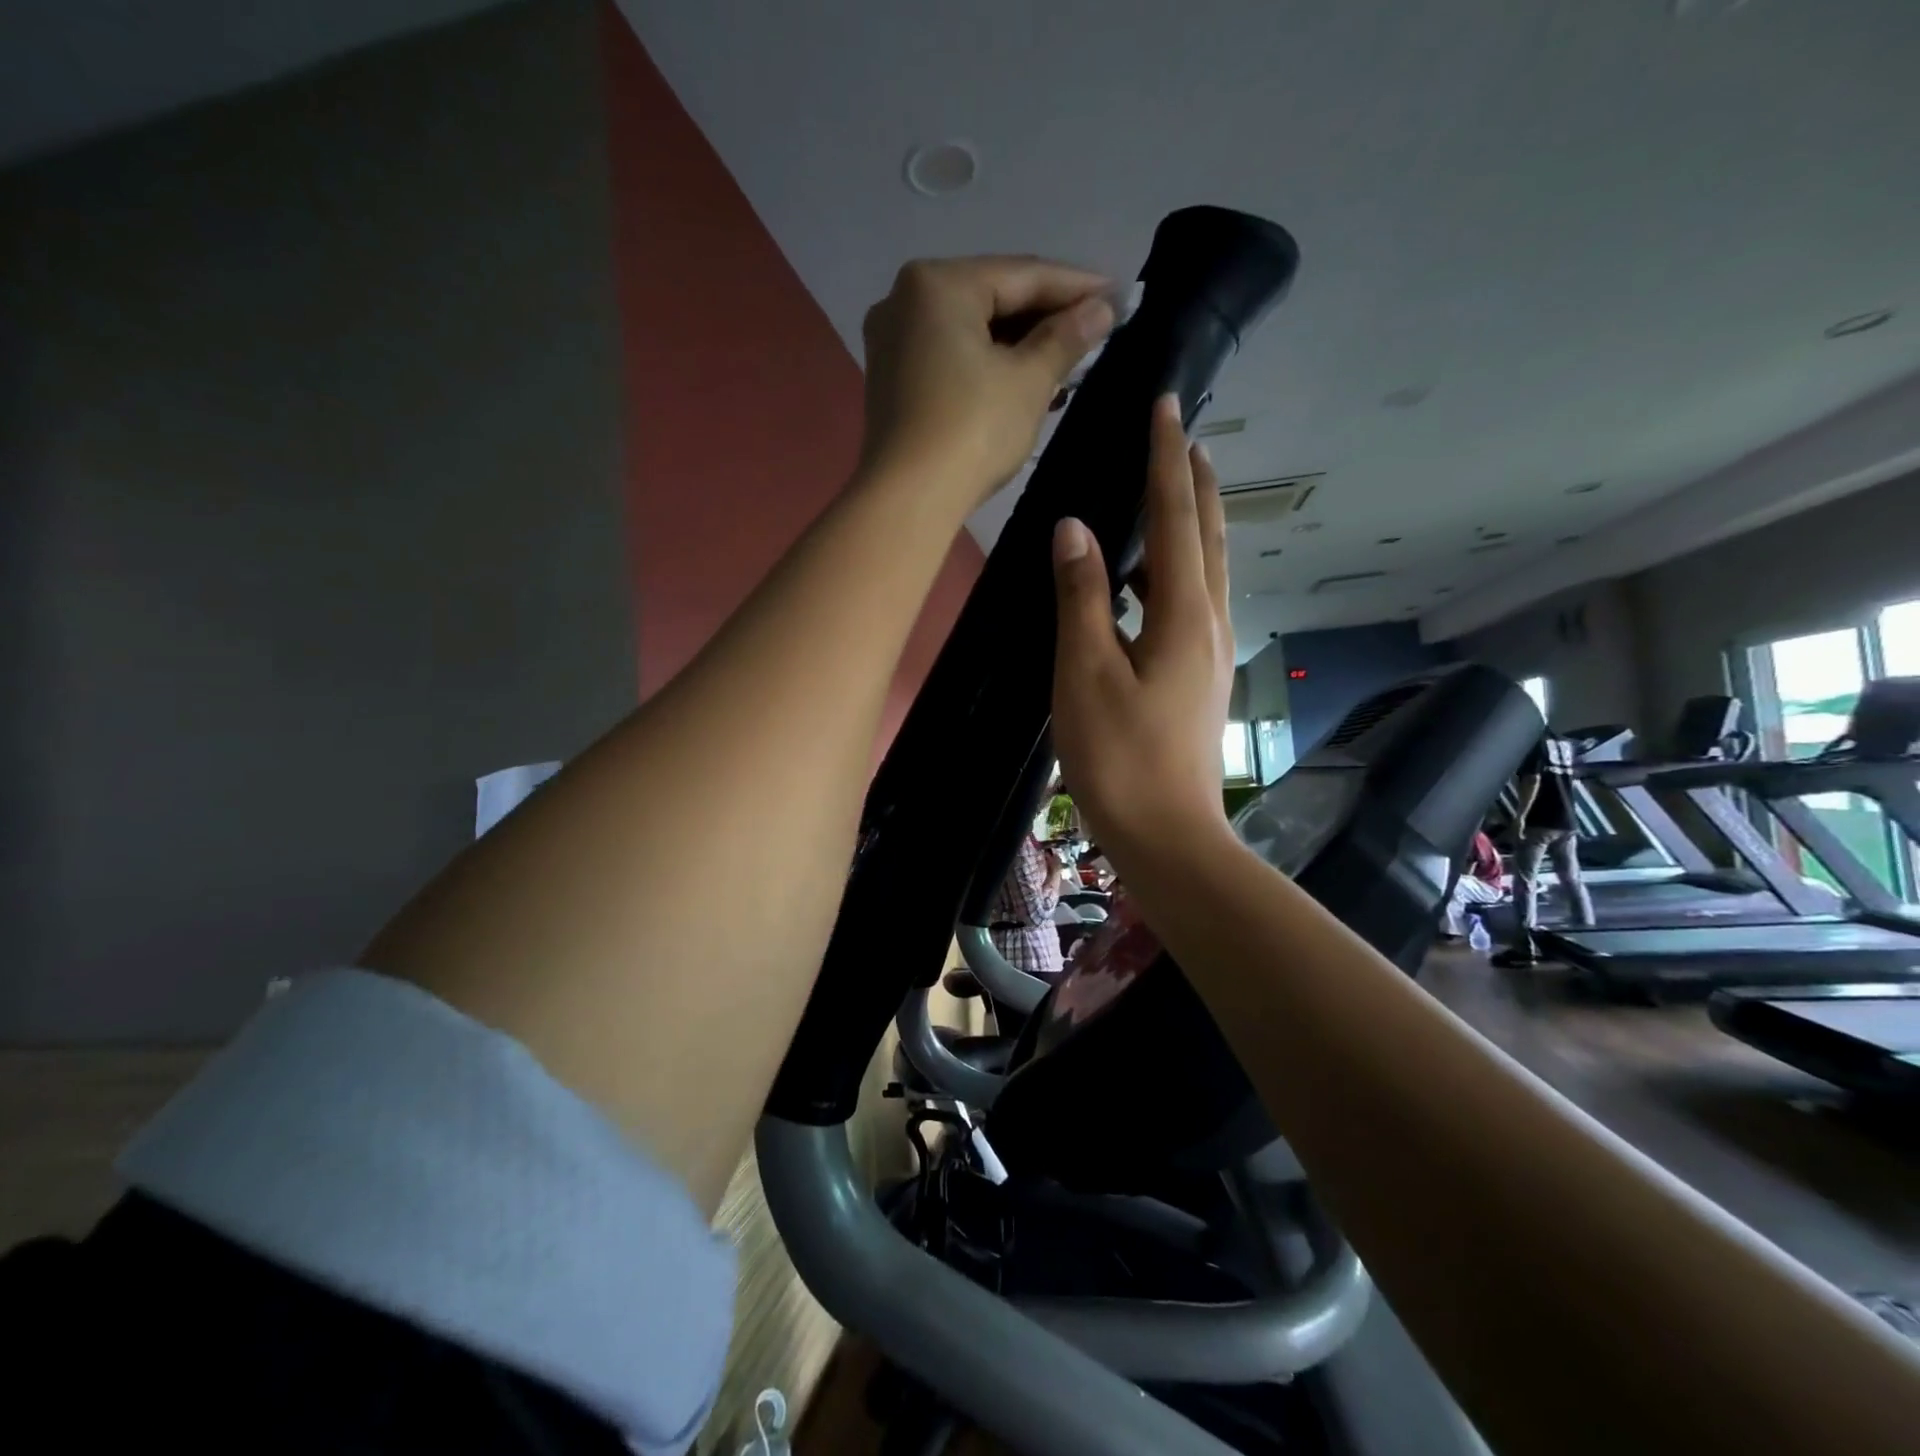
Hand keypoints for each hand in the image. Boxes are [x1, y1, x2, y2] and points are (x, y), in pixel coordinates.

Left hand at [857, 256, 1114, 510]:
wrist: (909, 499)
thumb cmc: (973, 431)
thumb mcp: (1029, 381)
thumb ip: (1066, 338)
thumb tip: (1101, 309)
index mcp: (938, 284)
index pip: (1022, 275)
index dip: (1076, 286)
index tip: (1118, 294)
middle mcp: (904, 301)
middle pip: (992, 299)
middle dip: (1045, 318)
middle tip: (1095, 329)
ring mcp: (891, 343)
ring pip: (971, 332)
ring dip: (1019, 346)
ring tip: (1067, 362)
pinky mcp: (891, 383)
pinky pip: (950, 359)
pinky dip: (988, 366)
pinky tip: (1023, 382)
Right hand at [1050, 394, 1235, 863]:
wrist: (1169, 837)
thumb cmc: (1120, 758)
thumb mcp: (1086, 673)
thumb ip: (1081, 597)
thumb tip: (1075, 527)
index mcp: (1183, 614)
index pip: (1174, 516)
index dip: (1166, 460)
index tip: (1165, 406)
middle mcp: (1208, 624)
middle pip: (1207, 536)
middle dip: (1196, 482)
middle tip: (1186, 437)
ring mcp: (1210, 654)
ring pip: (1207, 571)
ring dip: (1194, 523)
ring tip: (1177, 492)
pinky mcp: (1200, 680)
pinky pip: (1196, 603)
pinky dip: (1181, 570)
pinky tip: (1157, 582)